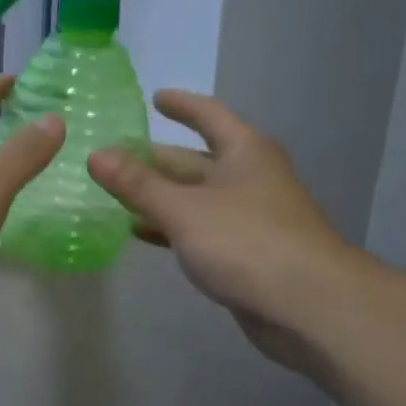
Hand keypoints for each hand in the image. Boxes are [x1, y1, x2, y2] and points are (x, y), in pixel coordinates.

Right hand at [88, 90, 356, 374]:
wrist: (309, 307)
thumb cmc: (247, 242)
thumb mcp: (184, 209)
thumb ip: (138, 184)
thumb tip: (95, 155)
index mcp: (244, 151)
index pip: (208, 114)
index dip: (181, 105)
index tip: (154, 98)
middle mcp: (248, 177)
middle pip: (194, 159)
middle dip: (155, 159)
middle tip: (111, 158)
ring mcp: (249, 217)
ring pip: (195, 197)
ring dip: (158, 196)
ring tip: (114, 194)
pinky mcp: (245, 252)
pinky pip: (200, 229)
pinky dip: (171, 227)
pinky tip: (140, 233)